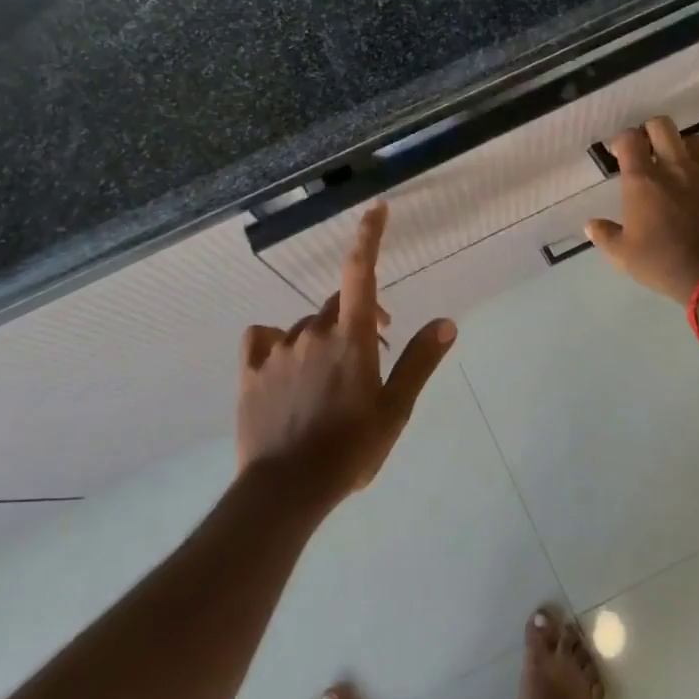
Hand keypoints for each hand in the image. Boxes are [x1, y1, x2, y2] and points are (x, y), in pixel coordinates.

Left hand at [237, 203, 457, 503]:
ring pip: (305, 326)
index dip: (369, 236)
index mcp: (351, 338)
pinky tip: (284, 365)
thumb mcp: (395, 409)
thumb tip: (447, 322)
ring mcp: (279, 349)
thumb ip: (419, 361)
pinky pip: (262, 338)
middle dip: (359, 318)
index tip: (376, 209)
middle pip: (338, 305)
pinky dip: (276, 342)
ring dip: (323, 338)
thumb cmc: (349, 449)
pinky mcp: (251, 370)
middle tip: (373, 353)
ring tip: (331, 380)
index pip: (360, 272)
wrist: (286, 489)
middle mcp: (313, 332)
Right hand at [584, 116, 698, 304]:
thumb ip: (605, 236)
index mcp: (644, 180)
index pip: (630, 139)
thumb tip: (591, 225)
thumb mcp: (624, 256)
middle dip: (653, 132)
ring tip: (684, 171)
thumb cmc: (664, 266)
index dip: (623, 141)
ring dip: (687, 151)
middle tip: (650, 151)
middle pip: (663, 126)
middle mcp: (677, 168)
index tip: (621, 154)